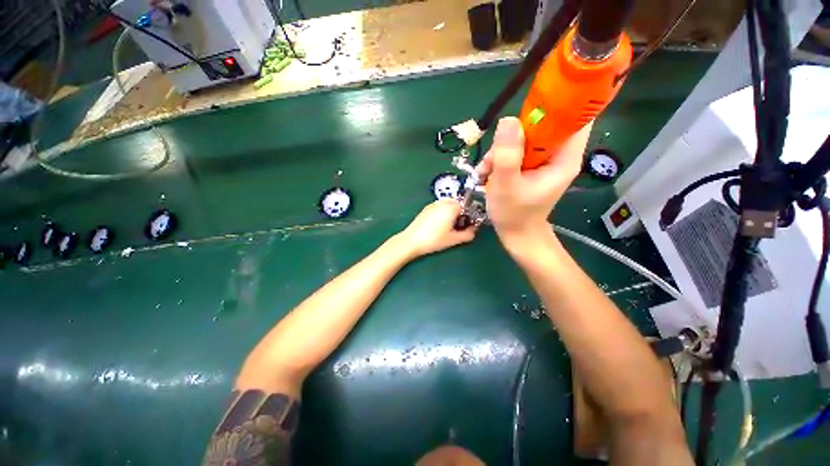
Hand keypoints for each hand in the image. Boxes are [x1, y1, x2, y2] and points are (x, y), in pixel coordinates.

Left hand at [397, 199, 477, 257]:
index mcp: (451, 207)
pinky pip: (439, 207)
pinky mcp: (426, 209)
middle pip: (457, 203)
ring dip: (452, 212)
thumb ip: (468, 234)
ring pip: (448, 204)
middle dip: (461, 212)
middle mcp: (442, 202)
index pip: (466, 205)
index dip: (469, 215)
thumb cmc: (434, 240)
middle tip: (459, 225)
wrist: (411, 241)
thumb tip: (474, 230)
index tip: (468, 225)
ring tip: (449, 225)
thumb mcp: (454, 239)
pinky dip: (443, 212)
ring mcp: (433, 204)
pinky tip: (439, 225)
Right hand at [475, 117, 590, 249]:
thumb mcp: (506, 185)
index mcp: (564, 157)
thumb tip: (507, 120)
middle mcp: (558, 155)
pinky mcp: (530, 165)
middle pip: (542, 125)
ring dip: (502, 149)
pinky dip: (500, 157)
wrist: (515, 233)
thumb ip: (507, 155)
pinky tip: (487, 172)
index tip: (527, 109)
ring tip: (487, 170)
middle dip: (515, 135)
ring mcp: (543, 160)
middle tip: (495, 155)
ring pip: (524, 137)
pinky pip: (516, 150)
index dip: (557, 103)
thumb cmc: (514, 213)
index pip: (575, 115)